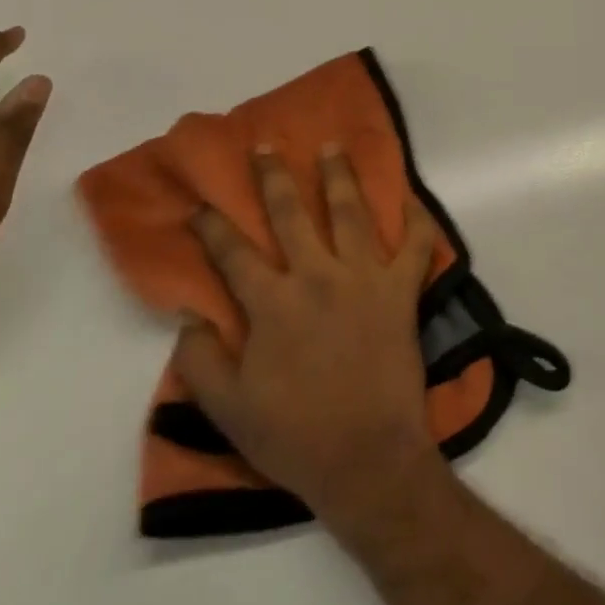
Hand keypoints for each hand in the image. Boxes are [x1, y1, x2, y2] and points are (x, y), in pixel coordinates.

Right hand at [177, 146, 441, 525]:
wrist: (367, 458)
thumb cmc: (295, 436)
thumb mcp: (228, 410)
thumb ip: (201, 360)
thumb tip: (186, 315)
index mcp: (273, 304)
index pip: (234, 253)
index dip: (213, 226)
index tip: (200, 204)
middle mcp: (317, 277)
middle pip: (292, 214)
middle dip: (275, 177)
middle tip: (266, 146)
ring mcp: (364, 279)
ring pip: (350, 213)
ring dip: (340, 177)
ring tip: (333, 146)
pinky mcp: (402, 291)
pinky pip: (416, 246)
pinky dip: (418, 221)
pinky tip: (413, 199)